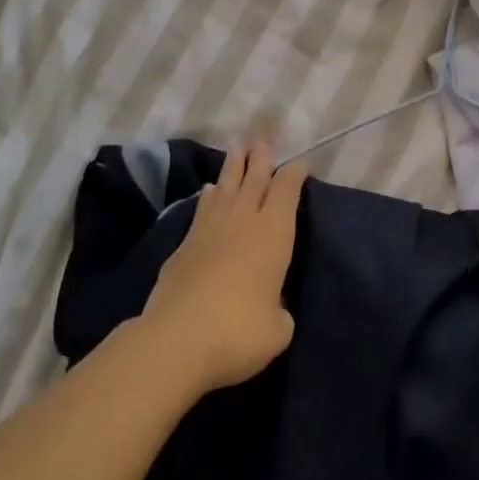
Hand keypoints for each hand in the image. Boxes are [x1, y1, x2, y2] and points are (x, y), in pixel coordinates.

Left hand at [139, 142, 303, 396]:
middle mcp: (244, 221)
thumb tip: (271, 307)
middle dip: (261, 159)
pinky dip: (208, 197)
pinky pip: (202, 209)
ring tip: (237, 149)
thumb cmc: (239, 331)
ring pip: (226, 188)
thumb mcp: (277, 329)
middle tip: (263, 141)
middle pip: (255, 180)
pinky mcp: (184, 245)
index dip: (294, 175)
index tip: (300, 163)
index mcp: (274, 233)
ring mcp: (210, 230)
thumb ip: (279, 311)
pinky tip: (208, 191)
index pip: (287, 191)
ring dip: (233, 167)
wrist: (178, 338)